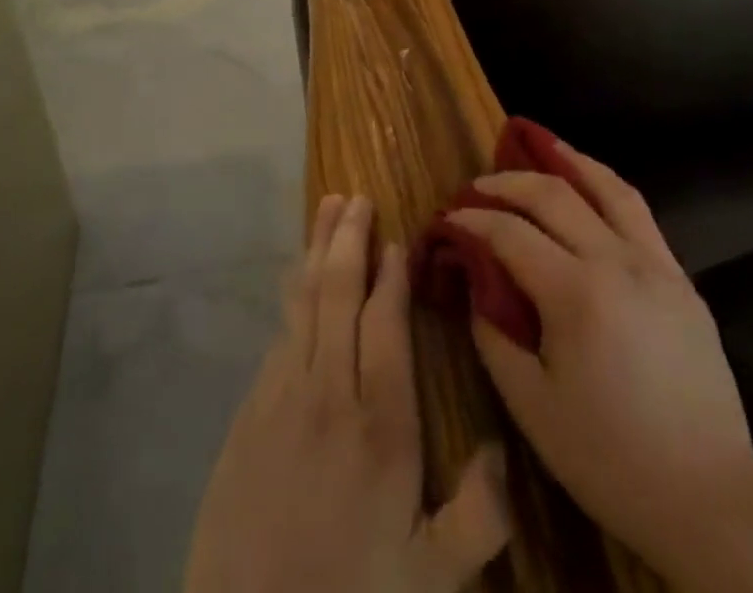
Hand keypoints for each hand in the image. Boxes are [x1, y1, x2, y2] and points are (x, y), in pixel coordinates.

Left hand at [184, 194, 510, 592]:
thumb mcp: (430, 581)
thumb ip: (478, 516)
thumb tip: (503, 452)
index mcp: (379, 425)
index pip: (385, 324)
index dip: (391, 277)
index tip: (397, 240)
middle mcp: (328, 394)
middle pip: (337, 294)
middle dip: (348, 240)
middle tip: (355, 197)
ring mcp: (281, 398)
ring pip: (303, 303)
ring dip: (316, 251)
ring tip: (327, 211)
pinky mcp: (249, 414)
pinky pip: (279, 336)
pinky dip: (293, 297)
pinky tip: (299, 281)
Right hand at [448, 146, 752, 574]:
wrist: (710, 500)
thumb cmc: (610, 459)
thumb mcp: (532, 407)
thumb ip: (493, 335)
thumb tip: (475, 282)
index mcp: (576, 294)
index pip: (509, 233)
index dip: (471, 220)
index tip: (447, 220)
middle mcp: (617, 262)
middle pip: (552, 195)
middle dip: (506, 183)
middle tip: (476, 188)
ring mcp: (656, 265)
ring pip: (605, 187)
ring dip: (564, 161)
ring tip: (535, 145)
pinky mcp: (680, 278)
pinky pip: (638, 212)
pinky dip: (605, 186)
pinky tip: (589, 185)